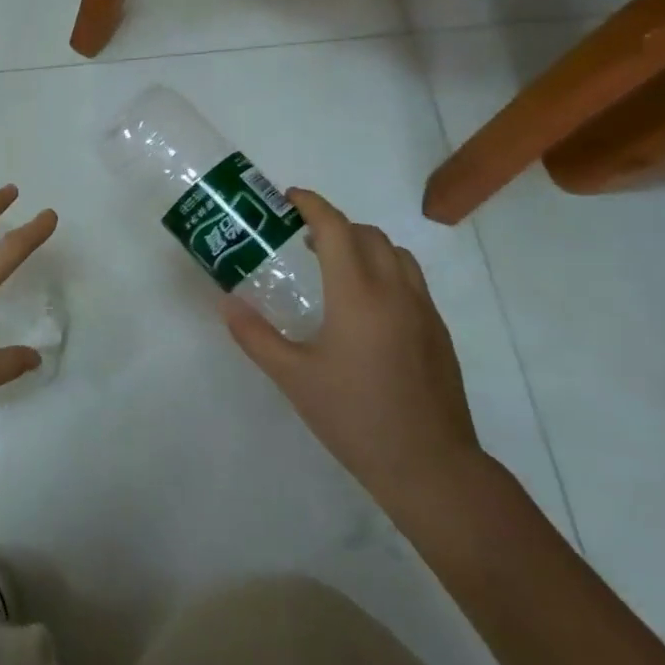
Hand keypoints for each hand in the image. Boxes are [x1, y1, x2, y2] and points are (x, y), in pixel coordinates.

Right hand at [221, 188, 483, 513]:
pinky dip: (385, 270)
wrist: (430, 467)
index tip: (288, 198)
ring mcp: (423, 311)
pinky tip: (364, 306)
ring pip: (396, 254)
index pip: (337, 228)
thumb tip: (226, 303)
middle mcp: (395, 291)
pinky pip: (411, 280)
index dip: (312, 205)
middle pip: (368, 235)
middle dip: (335, 224)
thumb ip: (255, 335)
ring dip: (364, 245)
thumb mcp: (293, 377)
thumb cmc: (355, 417)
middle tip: (303, 237)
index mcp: (359, 295)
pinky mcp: (438, 333)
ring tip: (335, 265)